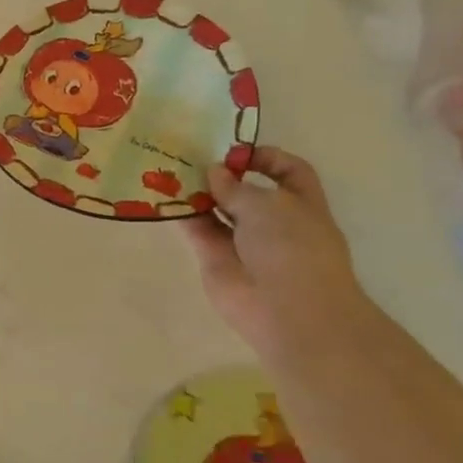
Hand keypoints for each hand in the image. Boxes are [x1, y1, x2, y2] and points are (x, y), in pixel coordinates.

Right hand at [183, 146, 374, 357]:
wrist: (287, 310)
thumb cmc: (292, 248)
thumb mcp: (267, 205)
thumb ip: (235, 187)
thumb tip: (213, 172)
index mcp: (300, 203)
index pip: (287, 170)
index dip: (264, 157)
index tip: (234, 152)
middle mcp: (273, 220)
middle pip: (245, 190)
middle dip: (221, 173)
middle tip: (189, 155)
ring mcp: (243, 241)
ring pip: (217, 209)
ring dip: (197, 192)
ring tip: (168, 170)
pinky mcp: (216, 258)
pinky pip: (197, 230)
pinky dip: (182, 215)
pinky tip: (162, 196)